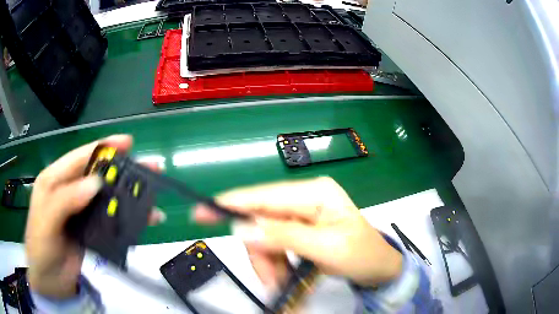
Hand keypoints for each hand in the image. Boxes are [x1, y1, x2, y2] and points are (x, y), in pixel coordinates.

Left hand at [25, 135, 165, 298]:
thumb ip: (65, 199)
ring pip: (110, 199)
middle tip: (151, 167)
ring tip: (154, 196)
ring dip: (131, 197)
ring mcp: (83, 214)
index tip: (128, 143)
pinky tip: (146, 221)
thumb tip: (96, 183)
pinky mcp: (94, 233)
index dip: (104, 147)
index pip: (81, 157)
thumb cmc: (40, 247)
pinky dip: (130, 221)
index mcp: (56, 180)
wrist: (49, 282)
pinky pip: (114, 222)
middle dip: (124, 170)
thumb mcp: (46, 220)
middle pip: (100, 175)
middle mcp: (71, 192)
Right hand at [194, 177, 401, 288]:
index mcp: (315, 193)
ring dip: (269, 265)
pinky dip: (276, 266)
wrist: (380, 269)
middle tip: (270, 282)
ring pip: (266, 239)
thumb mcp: (325, 248)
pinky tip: (287, 280)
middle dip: (261, 255)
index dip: (232, 203)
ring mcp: (302, 216)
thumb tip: (243, 228)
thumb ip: (283, 236)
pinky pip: (275, 247)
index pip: (265, 196)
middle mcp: (305, 199)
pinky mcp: (300, 231)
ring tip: (282, 286)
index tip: (202, 212)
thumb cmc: (362, 255)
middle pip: (262, 223)